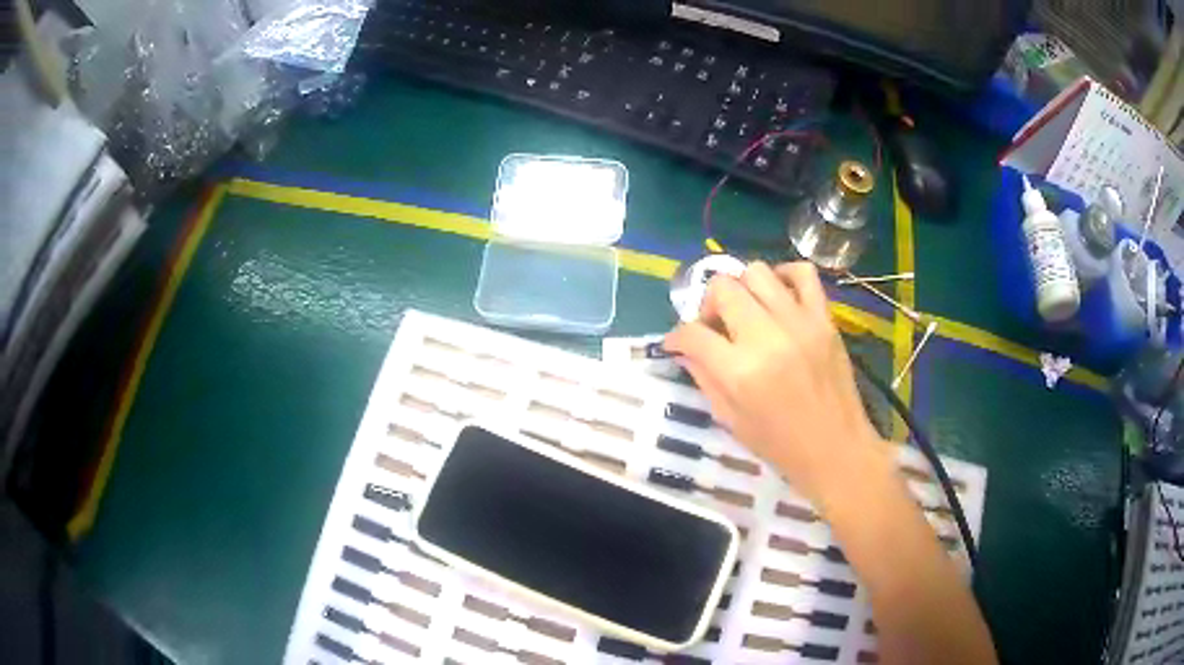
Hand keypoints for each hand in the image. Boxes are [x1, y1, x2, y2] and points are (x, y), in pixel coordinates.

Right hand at [664, 261, 887, 505]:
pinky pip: (803, 273)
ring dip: (742, 289)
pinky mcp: (825, 319)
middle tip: (715, 328)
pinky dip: (785, 275)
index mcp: (739, 372)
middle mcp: (767, 337)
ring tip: (746, 312)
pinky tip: (778, 296)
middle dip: (707, 306)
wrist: (837, 450)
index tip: (677, 344)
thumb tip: (685, 350)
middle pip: (722, 288)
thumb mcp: (731, 421)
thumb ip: (704, 379)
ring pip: (757, 272)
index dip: (676, 337)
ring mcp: (800, 322)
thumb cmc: (780, 446)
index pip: (692, 334)